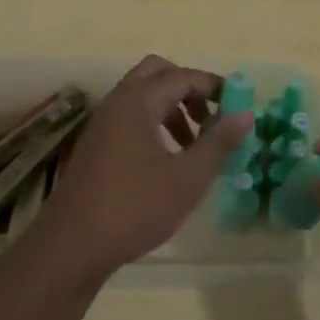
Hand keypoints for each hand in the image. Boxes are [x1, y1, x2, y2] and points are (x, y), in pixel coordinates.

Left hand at [29, 56, 252, 285]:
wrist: (72, 246)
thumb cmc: (135, 208)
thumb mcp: (188, 178)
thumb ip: (219, 142)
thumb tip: (246, 114)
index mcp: (138, 102)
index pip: (183, 76)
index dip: (214, 87)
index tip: (238, 107)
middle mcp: (117, 103)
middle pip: (157, 74)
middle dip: (189, 89)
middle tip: (210, 119)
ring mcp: (102, 123)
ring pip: (142, 96)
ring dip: (172, 109)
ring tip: (194, 145)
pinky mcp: (96, 145)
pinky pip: (130, 117)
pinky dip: (154, 124)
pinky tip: (167, 161)